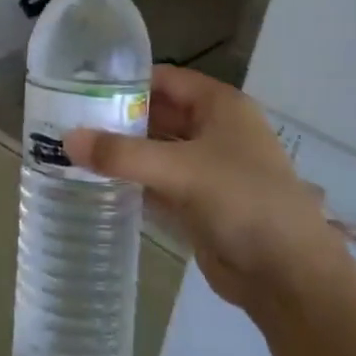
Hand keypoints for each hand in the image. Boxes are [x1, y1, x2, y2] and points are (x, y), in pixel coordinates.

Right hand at [64, 66, 345, 318]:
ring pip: (156, 150)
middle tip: (67, 121)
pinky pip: (157, 181)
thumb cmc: (244, 202)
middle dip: (118, 118)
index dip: (126, 80)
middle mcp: (214, 130)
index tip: (81, 88)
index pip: (165, 79)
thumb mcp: (181, 170)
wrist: (288, 276)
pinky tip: (95, 181)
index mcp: (220, 107)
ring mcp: (207, 168)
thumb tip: (66, 139)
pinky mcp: (198, 202)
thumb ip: (122, 154)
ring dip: (122, 151)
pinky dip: (131, 180)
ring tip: (72, 149)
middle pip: (158, 114)